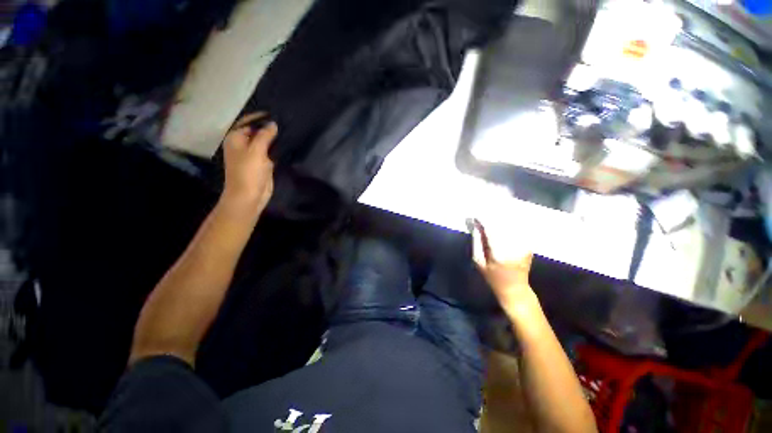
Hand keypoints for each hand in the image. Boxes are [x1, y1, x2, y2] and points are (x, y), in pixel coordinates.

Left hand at [222, 113, 277, 212]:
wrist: (249, 195)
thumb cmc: (248, 171)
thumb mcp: (256, 150)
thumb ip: (265, 136)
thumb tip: (273, 124)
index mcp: (236, 138)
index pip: (247, 122)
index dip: (259, 117)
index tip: (275, 113)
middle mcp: (243, 145)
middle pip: (256, 131)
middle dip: (268, 127)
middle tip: (285, 120)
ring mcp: (253, 155)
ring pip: (264, 142)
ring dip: (274, 138)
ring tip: (288, 129)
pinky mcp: (263, 164)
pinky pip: (270, 152)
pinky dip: (277, 148)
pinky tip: (287, 143)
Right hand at [471, 219, 539, 320]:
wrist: (515, 288)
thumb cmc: (492, 277)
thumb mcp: (478, 261)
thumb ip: (477, 241)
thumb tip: (475, 224)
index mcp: (498, 252)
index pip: (491, 229)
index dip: (482, 219)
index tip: (475, 215)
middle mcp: (513, 246)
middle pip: (502, 223)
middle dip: (491, 215)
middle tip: (482, 211)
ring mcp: (523, 245)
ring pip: (512, 223)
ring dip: (501, 216)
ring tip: (491, 212)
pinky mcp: (528, 244)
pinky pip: (518, 228)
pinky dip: (510, 222)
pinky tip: (503, 219)